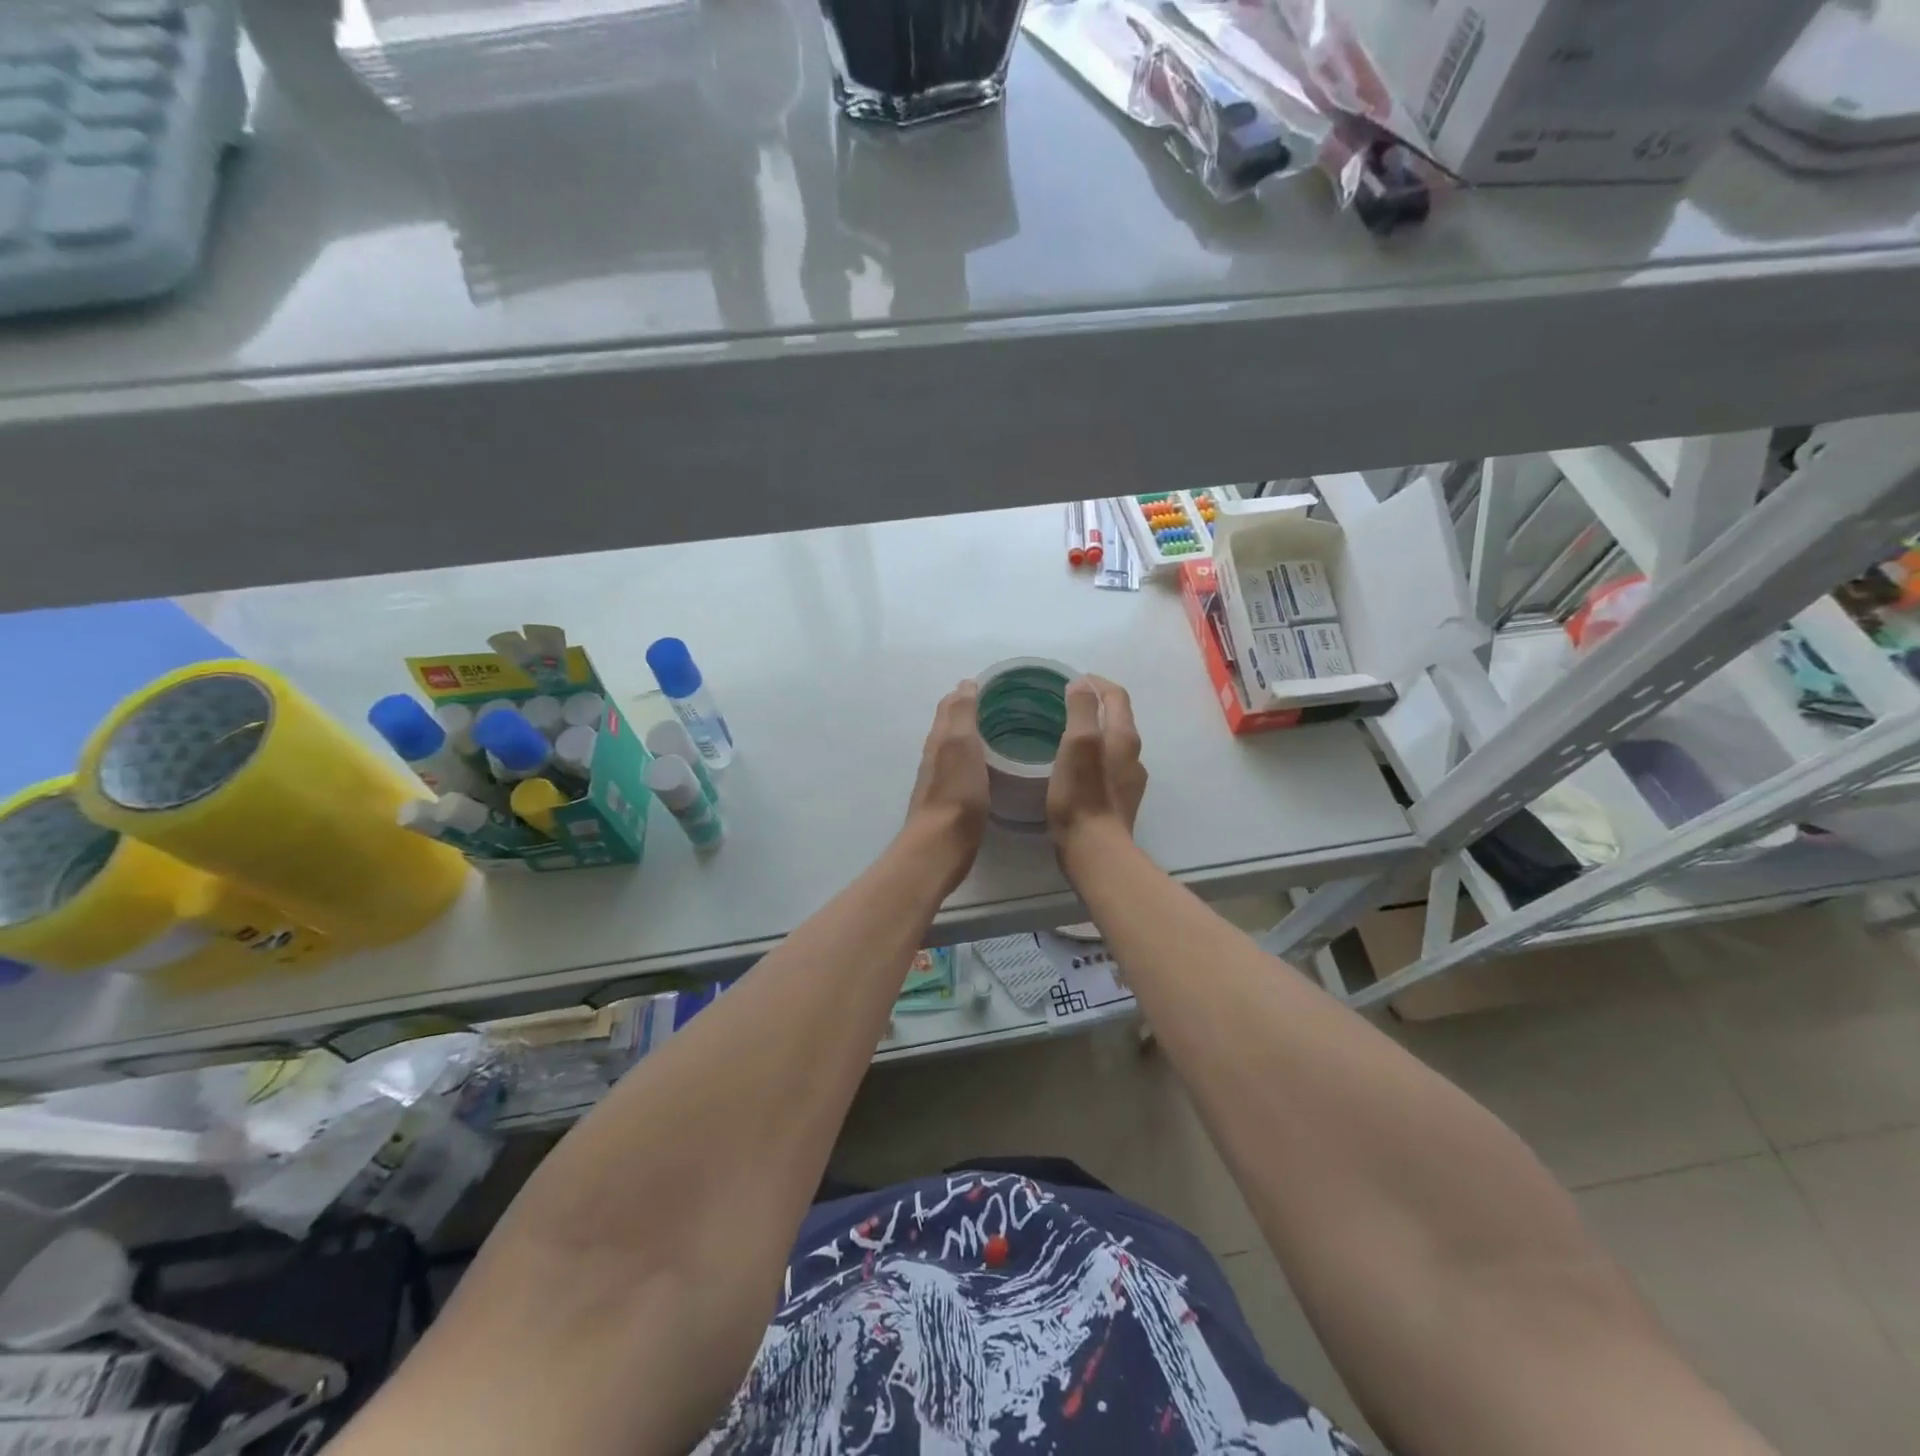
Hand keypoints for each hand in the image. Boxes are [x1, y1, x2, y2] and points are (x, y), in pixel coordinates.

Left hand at [903, 680, 988, 892]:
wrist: (941, 846)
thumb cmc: (957, 793)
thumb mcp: (962, 744)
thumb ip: (962, 713)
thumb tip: (964, 683)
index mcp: (940, 738)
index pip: (950, 704)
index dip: (967, 691)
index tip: (994, 684)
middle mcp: (936, 755)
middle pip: (951, 725)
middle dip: (970, 711)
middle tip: (1002, 705)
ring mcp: (940, 779)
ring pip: (956, 748)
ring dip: (972, 736)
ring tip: (1000, 732)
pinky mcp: (950, 801)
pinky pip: (963, 770)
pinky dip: (975, 760)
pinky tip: (991, 767)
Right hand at [1047, 676, 1146, 854]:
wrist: (1095, 850)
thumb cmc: (1081, 795)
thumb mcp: (1077, 744)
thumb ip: (1081, 710)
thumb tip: (1081, 684)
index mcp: (1124, 736)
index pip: (1116, 695)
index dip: (1095, 682)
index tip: (1071, 680)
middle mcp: (1133, 754)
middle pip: (1117, 718)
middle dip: (1094, 705)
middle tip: (1063, 704)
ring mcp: (1129, 780)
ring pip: (1113, 743)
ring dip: (1094, 732)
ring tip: (1065, 735)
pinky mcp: (1120, 801)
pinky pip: (1108, 766)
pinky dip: (1093, 756)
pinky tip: (1074, 768)